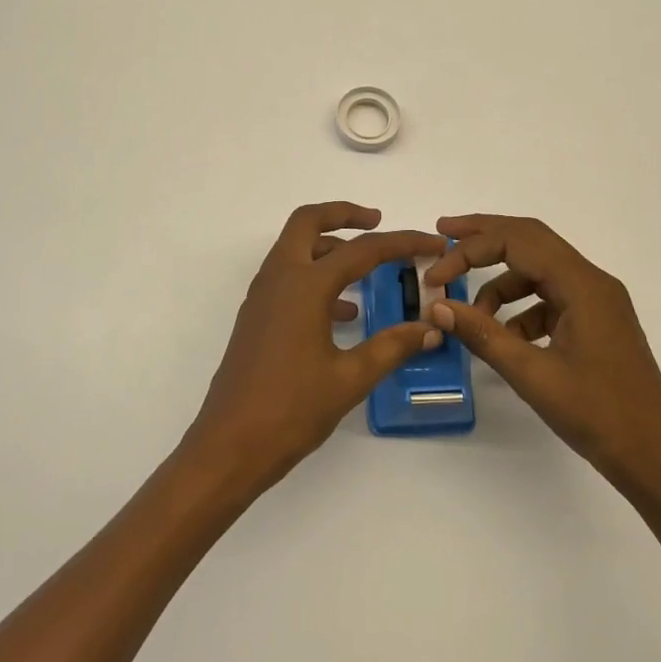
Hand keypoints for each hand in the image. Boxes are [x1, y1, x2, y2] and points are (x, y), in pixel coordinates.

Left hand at [184, 202, 445, 493]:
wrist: (228, 447)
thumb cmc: (290, 410)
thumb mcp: (350, 379)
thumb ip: (392, 347)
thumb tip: (430, 328)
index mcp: (304, 285)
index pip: (362, 250)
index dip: (402, 243)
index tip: (432, 244)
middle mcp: (279, 278)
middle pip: (308, 222)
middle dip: (344, 214)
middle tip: (378, 222)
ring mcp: (263, 296)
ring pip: (296, 248)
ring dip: (330, 246)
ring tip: (369, 270)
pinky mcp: (257, 316)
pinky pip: (288, 277)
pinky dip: (316, 276)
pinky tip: (345, 313)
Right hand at [424, 214, 660, 495]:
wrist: (657, 458)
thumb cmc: (599, 415)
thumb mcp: (533, 375)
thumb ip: (483, 335)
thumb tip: (438, 307)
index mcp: (582, 284)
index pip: (517, 241)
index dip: (470, 250)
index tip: (437, 275)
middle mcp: (592, 281)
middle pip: (530, 239)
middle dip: (485, 237)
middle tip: (444, 233)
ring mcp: (597, 301)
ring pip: (539, 270)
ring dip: (501, 282)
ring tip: (471, 314)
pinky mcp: (596, 322)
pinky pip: (550, 298)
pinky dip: (521, 308)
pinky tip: (505, 338)